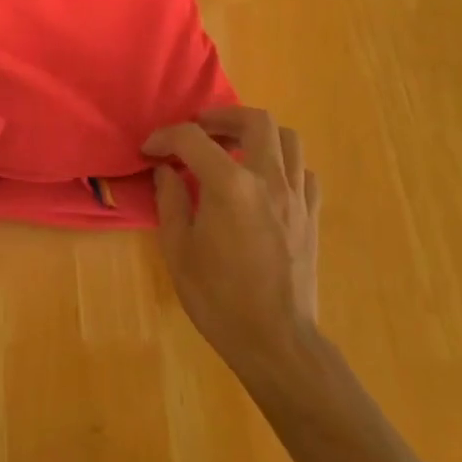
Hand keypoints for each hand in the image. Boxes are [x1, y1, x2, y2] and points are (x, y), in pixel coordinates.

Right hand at [145, 107, 321, 377]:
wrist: (277, 344)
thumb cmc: (220, 300)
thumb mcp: (179, 252)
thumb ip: (170, 201)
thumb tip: (165, 170)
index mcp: (230, 185)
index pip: (192, 139)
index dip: (165, 137)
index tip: (151, 150)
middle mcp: (268, 179)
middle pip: (254, 120)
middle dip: (222, 117)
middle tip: (200, 130)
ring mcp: (296, 196)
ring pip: (287, 139)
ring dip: (258, 134)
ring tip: (235, 148)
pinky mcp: (311, 215)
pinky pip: (303, 172)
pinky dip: (283, 165)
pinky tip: (265, 182)